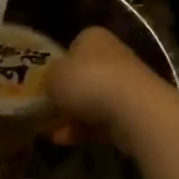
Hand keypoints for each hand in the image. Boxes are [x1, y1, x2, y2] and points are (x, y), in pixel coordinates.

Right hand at [47, 27, 178, 152]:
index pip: (72, 47)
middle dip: (65, 97)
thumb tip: (51, 87)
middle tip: (45, 112)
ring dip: (72, 116)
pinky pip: (103, 119)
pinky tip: (65, 141)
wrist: (133, 109)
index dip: (57, 66)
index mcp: (93, 38)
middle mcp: (112, 55)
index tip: (44, 85)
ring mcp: (126, 84)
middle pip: (83, 76)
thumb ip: (47, 80)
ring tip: (50, 132)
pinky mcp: (134, 110)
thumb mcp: (52, 77)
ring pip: (92, 101)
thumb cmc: (87, 82)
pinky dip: (84, 129)